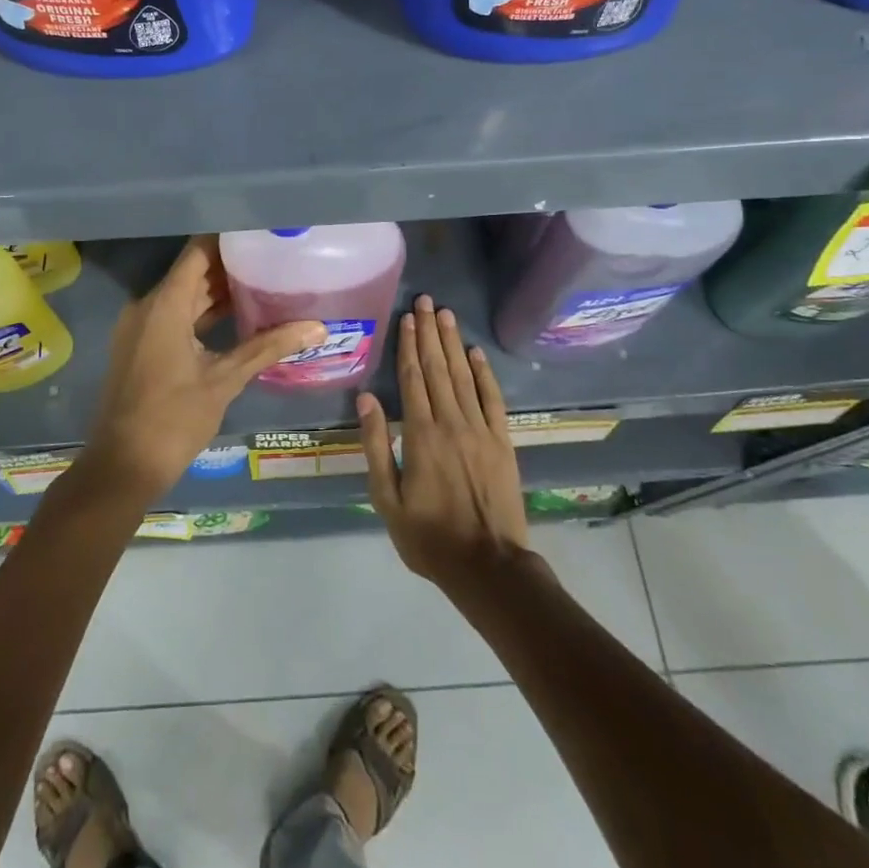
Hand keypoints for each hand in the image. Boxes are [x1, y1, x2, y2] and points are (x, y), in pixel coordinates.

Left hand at [80, 236, 324, 505]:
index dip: (228, 239)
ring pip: (185, 295)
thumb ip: (267, 348)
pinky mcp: (142, 345)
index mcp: (165, 305)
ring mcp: (141, 326)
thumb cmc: (173, 419)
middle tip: (273, 258)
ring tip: (264, 282)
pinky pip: (176, 315)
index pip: (198, 252)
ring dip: (218, 291)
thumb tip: (317, 328)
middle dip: (230, 265)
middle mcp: (148, 306)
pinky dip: (203, 313)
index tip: (260, 232)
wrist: (123, 466)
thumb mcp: (224, 380)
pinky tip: (238, 317)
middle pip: (193, 272)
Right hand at [357, 295, 528, 590]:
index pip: (413, 378)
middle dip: (430, 332)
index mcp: (420, 434)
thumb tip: (366, 399)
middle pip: (438, 368)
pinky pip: (493, 399)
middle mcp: (451, 422)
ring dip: (453, 343)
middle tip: (427, 301)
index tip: (407, 317)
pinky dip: (484, 373)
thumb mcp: (387, 499)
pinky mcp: (502, 441)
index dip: (408, 345)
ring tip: (446, 314)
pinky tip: (476, 353)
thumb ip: (376, 446)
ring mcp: (480, 429)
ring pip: (464, 376)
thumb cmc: (428, 537)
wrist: (487, 566)